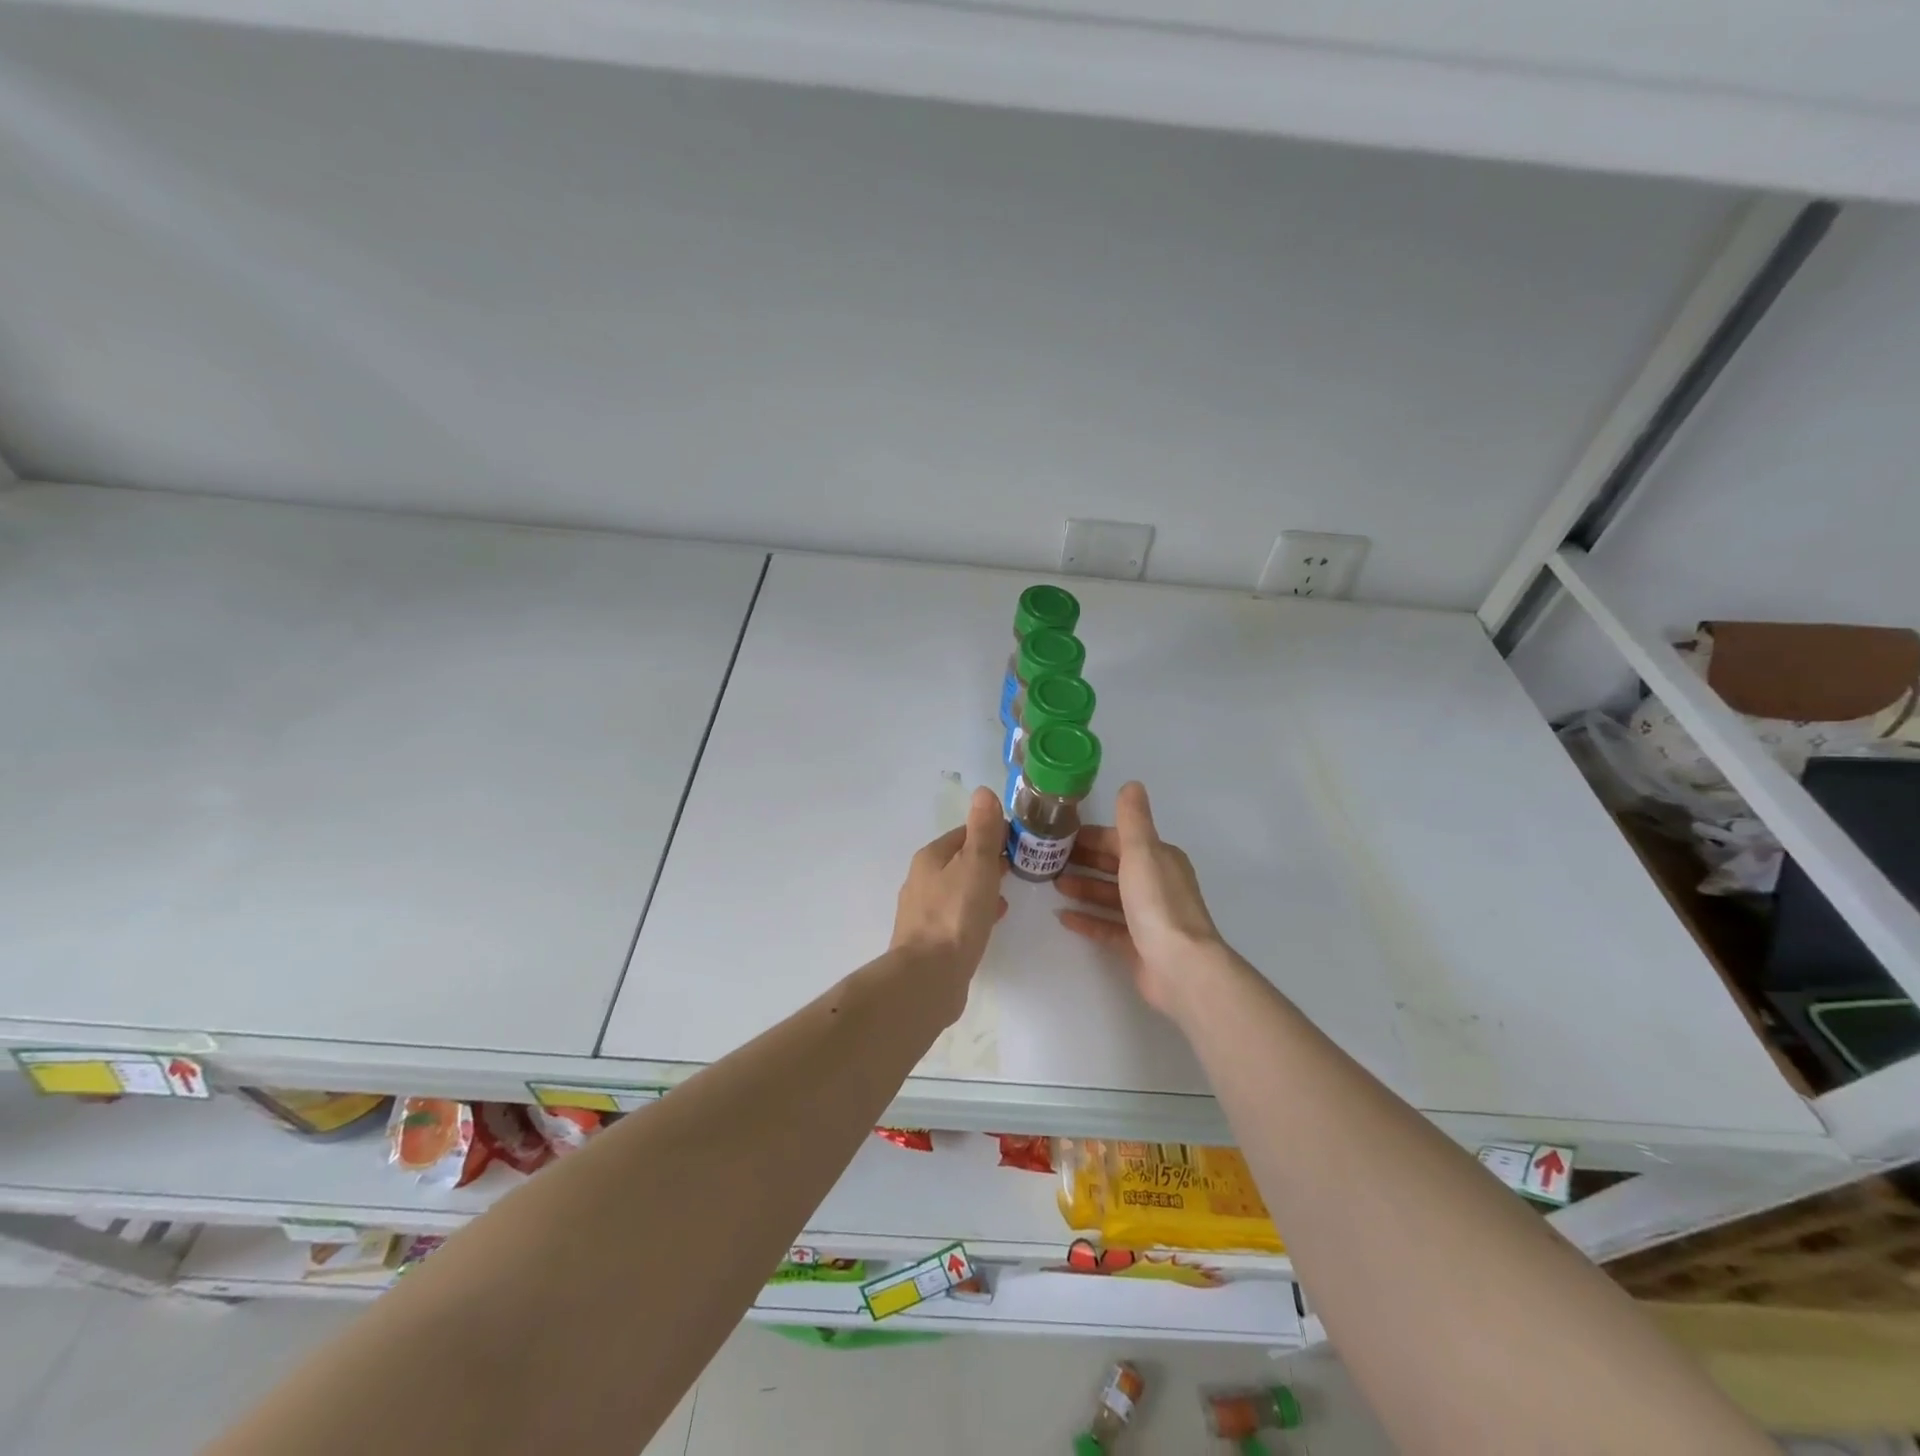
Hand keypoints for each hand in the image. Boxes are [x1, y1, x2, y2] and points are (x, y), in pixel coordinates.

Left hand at [890, 787, 1008, 986]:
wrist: (929, 977)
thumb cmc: (956, 914)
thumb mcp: (976, 864)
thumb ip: (983, 830)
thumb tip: (983, 792)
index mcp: (930, 858)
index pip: (964, 834)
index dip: (990, 833)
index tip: (1016, 841)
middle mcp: (921, 880)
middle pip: (959, 862)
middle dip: (986, 861)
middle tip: (1016, 867)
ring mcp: (922, 912)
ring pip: (958, 889)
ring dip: (981, 887)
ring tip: (1007, 894)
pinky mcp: (929, 940)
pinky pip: (956, 916)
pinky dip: (974, 911)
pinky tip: (991, 921)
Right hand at [1054, 781, 1227, 1017]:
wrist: (1180, 967)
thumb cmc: (1157, 903)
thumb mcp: (1141, 852)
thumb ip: (1132, 819)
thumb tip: (1132, 784)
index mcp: (1160, 859)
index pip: (1121, 840)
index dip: (1092, 837)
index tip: (1060, 837)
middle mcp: (1157, 884)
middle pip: (1115, 867)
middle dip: (1085, 861)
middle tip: (1049, 861)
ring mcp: (1149, 917)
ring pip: (1111, 896)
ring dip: (1084, 888)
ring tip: (1053, 886)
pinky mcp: (1140, 945)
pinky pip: (1109, 926)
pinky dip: (1088, 919)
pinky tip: (1063, 918)